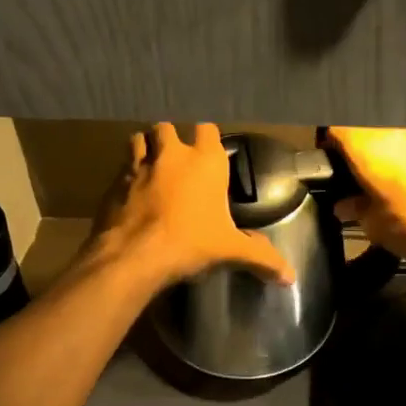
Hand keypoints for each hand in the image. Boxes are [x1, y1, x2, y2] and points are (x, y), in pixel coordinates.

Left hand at [89, 124, 293, 288]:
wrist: (134, 255)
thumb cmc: (190, 243)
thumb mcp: (231, 251)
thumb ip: (261, 258)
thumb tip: (290, 278)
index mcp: (205, 161)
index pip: (207, 129)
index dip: (207, 139)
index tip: (209, 155)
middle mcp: (171, 154)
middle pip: (167, 128)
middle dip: (170, 140)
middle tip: (177, 163)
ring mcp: (139, 165)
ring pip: (139, 139)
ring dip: (145, 149)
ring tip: (151, 169)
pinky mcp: (114, 182)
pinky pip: (121, 168)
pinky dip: (126, 174)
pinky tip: (131, 193)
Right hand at [325, 127, 405, 260]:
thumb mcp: (375, 226)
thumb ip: (355, 209)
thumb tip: (343, 205)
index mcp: (370, 149)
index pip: (336, 128)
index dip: (326, 142)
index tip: (324, 162)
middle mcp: (393, 136)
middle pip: (362, 133)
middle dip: (352, 152)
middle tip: (347, 177)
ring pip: (387, 141)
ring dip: (378, 157)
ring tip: (374, 184)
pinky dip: (399, 164)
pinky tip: (402, 187)